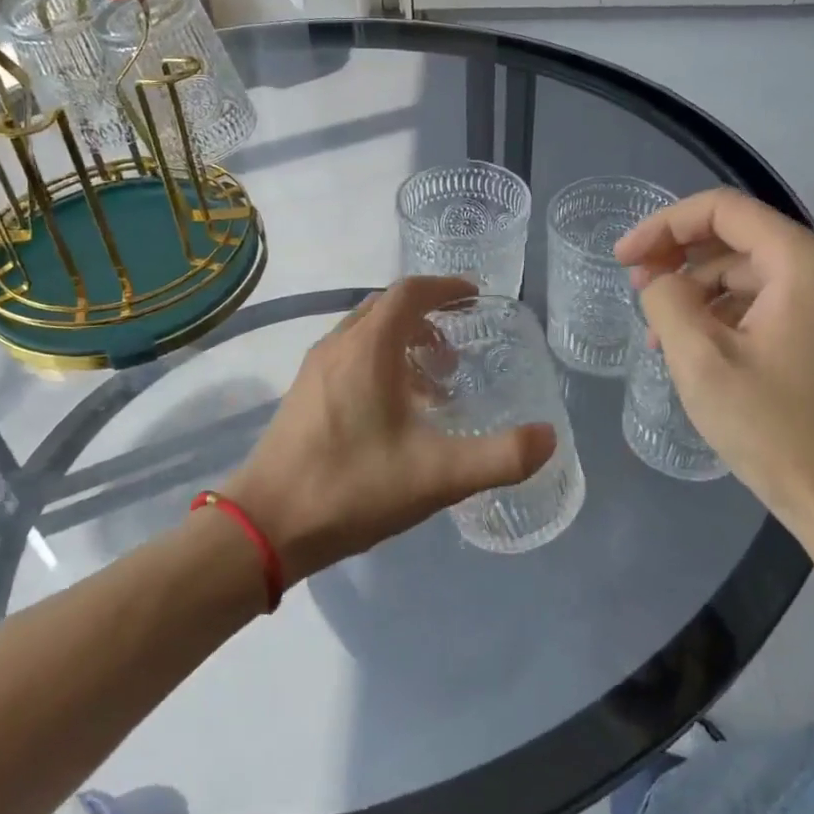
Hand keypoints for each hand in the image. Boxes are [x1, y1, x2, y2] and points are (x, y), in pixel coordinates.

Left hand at [226, 277, 556, 585]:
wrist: (265, 526)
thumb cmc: (352, 487)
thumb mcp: (437, 476)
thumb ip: (500, 457)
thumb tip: (548, 437)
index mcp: (368, 348)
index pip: (409, 292)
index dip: (445, 287)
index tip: (474, 298)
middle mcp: (338, 345)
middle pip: (386, 309)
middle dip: (427, 319)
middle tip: (457, 354)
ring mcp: (314, 370)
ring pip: (365, 335)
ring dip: (402, 344)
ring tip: (432, 388)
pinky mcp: (302, 395)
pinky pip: (348, 358)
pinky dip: (379, 365)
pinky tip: (393, 415)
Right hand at [615, 189, 813, 540]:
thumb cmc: (777, 428)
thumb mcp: (701, 360)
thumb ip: (667, 301)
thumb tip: (662, 282)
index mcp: (805, 262)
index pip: (723, 210)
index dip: (663, 225)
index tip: (622, 258)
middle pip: (737, 237)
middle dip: (678, 257)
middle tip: (634, 289)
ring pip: (749, 273)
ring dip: (697, 292)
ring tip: (657, 332)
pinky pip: (767, 303)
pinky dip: (724, 315)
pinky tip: (694, 348)